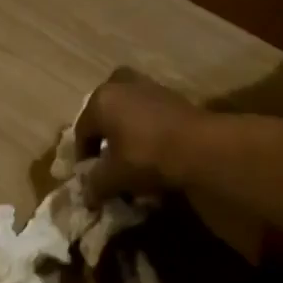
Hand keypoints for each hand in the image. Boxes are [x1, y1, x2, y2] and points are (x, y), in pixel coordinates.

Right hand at [74, 69, 207, 206]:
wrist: (200, 148)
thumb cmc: (145, 156)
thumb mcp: (113, 177)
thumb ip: (95, 185)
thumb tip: (88, 197)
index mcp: (101, 100)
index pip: (82, 131)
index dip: (83, 156)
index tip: (89, 177)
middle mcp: (123, 86)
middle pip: (105, 111)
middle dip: (105, 132)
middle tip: (109, 155)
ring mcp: (152, 87)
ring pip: (130, 110)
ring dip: (127, 129)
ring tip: (132, 155)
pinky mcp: (176, 97)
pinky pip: (152, 114)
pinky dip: (148, 129)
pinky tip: (154, 151)